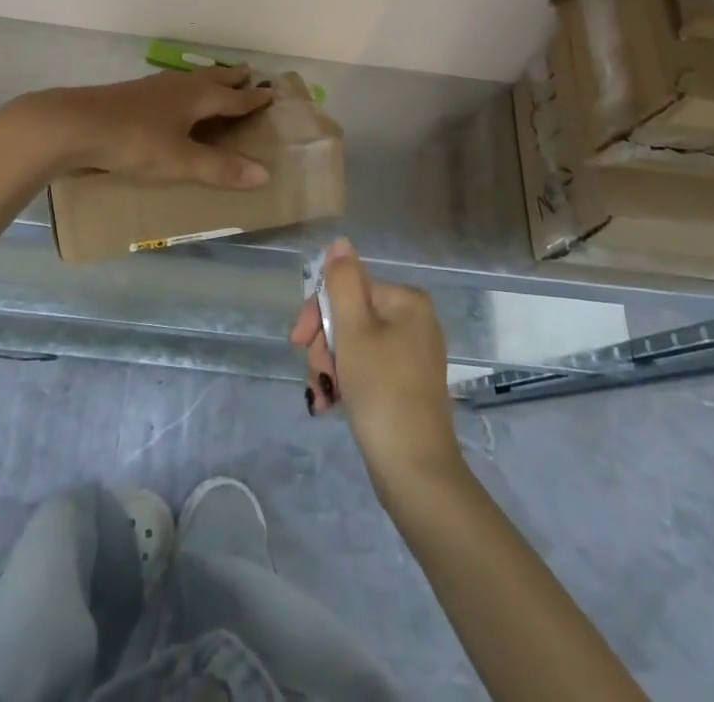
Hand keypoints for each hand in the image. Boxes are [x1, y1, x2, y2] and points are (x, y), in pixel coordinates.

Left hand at [8, 66, 273, 187]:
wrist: (73, 125)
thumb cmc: (134, 141)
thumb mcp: (180, 160)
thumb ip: (219, 168)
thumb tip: (265, 173)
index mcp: (196, 96)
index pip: (233, 97)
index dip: (252, 98)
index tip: (271, 93)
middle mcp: (178, 85)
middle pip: (212, 79)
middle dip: (231, 78)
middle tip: (248, 72)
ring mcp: (152, 87)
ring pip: (189, 80)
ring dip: (207, 80)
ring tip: (214, 81)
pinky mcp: (131, 95)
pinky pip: (170, 88)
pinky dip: (183, 90)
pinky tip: (171, 99)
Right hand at [296, 238, 463, 495]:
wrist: (415, 472)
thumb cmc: (382, 390)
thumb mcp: (354, 330)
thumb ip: (343, 282)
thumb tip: (340, 242)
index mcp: (406, 300)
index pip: (347, 288)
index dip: (317, 313)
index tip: (298, 342)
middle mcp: (413, 320)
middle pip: (349, 316)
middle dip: (324, 345)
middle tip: (317, 375)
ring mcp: (411, 353)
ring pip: (352, 344)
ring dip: (330, 366)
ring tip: (324, 396)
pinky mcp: (406, 384)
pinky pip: (366, 368)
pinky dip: (346, 381)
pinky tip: (332, 404)